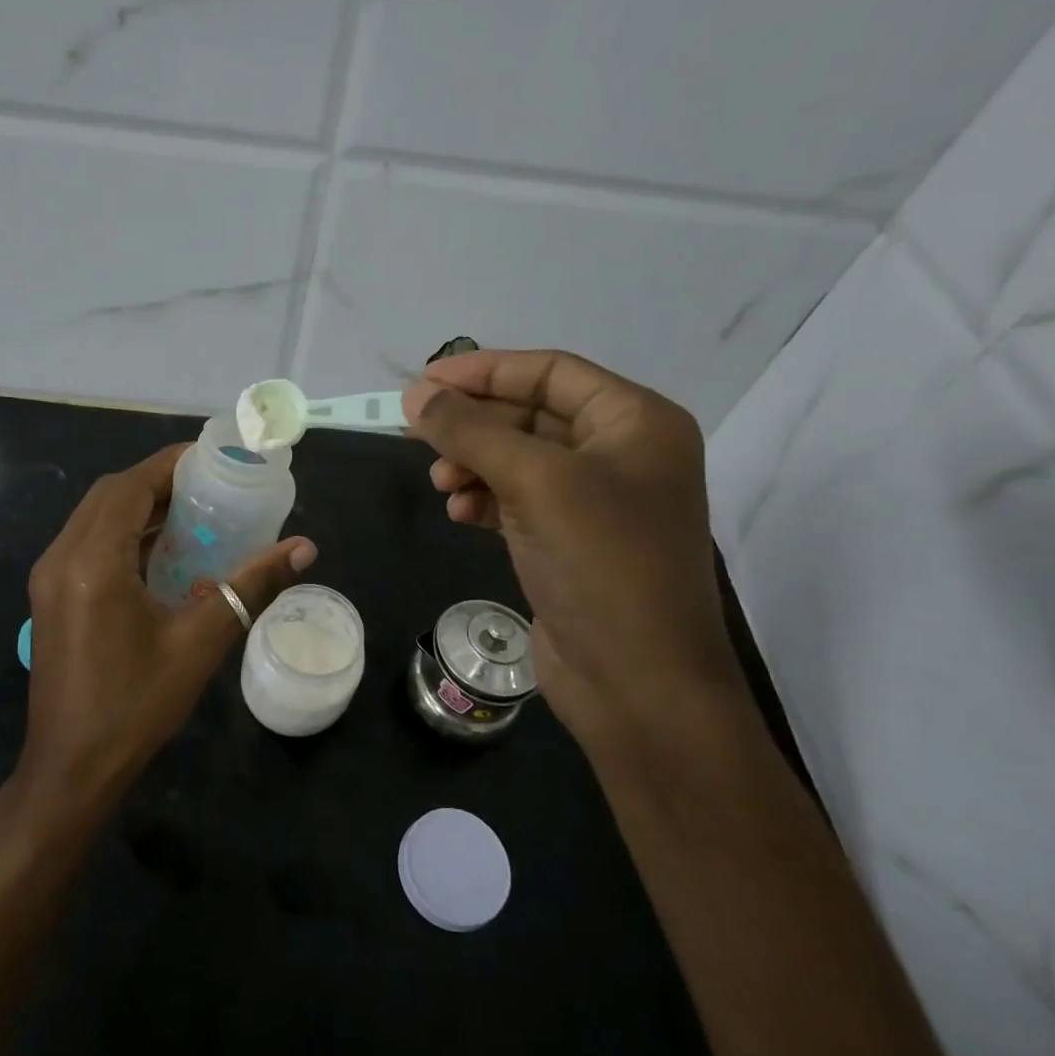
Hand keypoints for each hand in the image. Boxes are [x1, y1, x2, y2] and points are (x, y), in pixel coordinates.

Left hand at [21, 443, 316, 807]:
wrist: (71, 770)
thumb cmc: (136, 706)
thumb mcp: (200, 643)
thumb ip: (250, 587)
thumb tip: (304, 548)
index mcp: (92, 562)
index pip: (130, 488)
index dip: (170, 464)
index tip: (212, 456)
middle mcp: (61, 558)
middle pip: (109, 495)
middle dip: (157, 482)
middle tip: (208, 485)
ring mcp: (49, 578)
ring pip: (95, 518)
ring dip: (138, 507)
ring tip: (191, 512)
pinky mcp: (51, 597)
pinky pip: (87, 544)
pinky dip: (123, 534)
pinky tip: (161, 552)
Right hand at [403, 350, 737, 736]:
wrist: (638, 684)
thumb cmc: (601, 564)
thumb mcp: (535, 482)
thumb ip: (471, 432)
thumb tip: (415, 395)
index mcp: (636, 422)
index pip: (551, 372)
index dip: (485, 371)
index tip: (424, 382)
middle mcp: (622, 453)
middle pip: (531, 415)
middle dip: (474, 425)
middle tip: (416, 432)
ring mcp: (597, 502)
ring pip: (519, 460)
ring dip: (474, 464)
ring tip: (441, 484)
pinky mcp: (572, 542)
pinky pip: (519, 501)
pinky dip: (486, 500)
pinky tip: (460, 513)